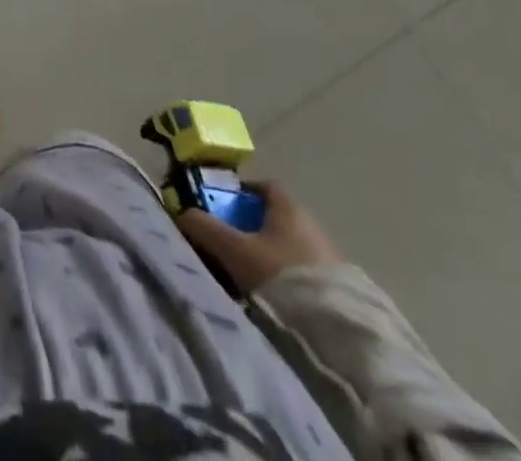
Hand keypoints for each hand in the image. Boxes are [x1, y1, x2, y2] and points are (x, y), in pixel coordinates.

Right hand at [176, 179, 341, 292]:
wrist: (336, 333)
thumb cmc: (279, 275)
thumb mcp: (234, 250)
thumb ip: (205, 228)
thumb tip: (182, 214)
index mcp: (288, 206)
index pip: (262, 186)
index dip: (239, 194)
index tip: (221, 210)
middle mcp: (311, 224)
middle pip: (273, 218)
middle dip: (249, 230)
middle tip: (228, 248)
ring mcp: (328, 257)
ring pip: (287, 247)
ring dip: (267, 258)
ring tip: (246, 280)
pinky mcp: (339, 289)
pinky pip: (302, 273)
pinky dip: (284, 279)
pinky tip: (272, 300)